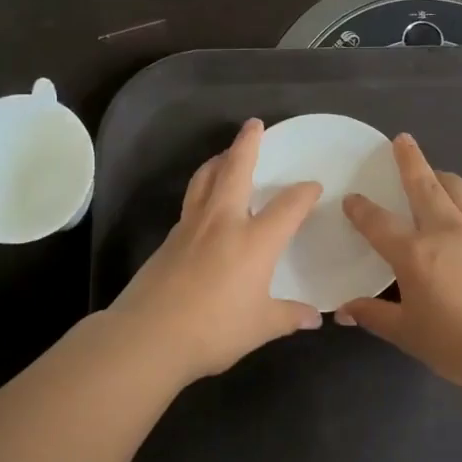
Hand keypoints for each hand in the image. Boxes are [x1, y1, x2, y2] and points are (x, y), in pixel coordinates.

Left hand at [106, 118, 321, 386]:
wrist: (148, 336)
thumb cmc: (213, 330)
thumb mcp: (260, 327)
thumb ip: (288, 316)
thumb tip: (313, 318)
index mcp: (255, 240)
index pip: (288, 206)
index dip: (304, 193)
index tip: (313, 187)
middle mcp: (223, 222)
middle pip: (235, 170)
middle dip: (247, 144)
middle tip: (253, 125)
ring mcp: (191, 227)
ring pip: (205, 179)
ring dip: (218, 161)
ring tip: (225, 155)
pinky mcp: (169, 239)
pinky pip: (190, 203)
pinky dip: (201, 190)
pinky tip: (205, 204)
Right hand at [338, 134, 461, 391]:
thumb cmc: (459, 343)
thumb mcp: (409, 334)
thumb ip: (375, 316)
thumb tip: (344, 311)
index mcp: (414, 253)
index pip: (379, 222)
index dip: (362, 209)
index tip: (352, 198)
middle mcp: (445, 232)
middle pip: (425, 186)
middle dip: (411, 161)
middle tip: (402, 140)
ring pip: (458, 191)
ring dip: (442, 176)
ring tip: (434, 174)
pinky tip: (459, 221)